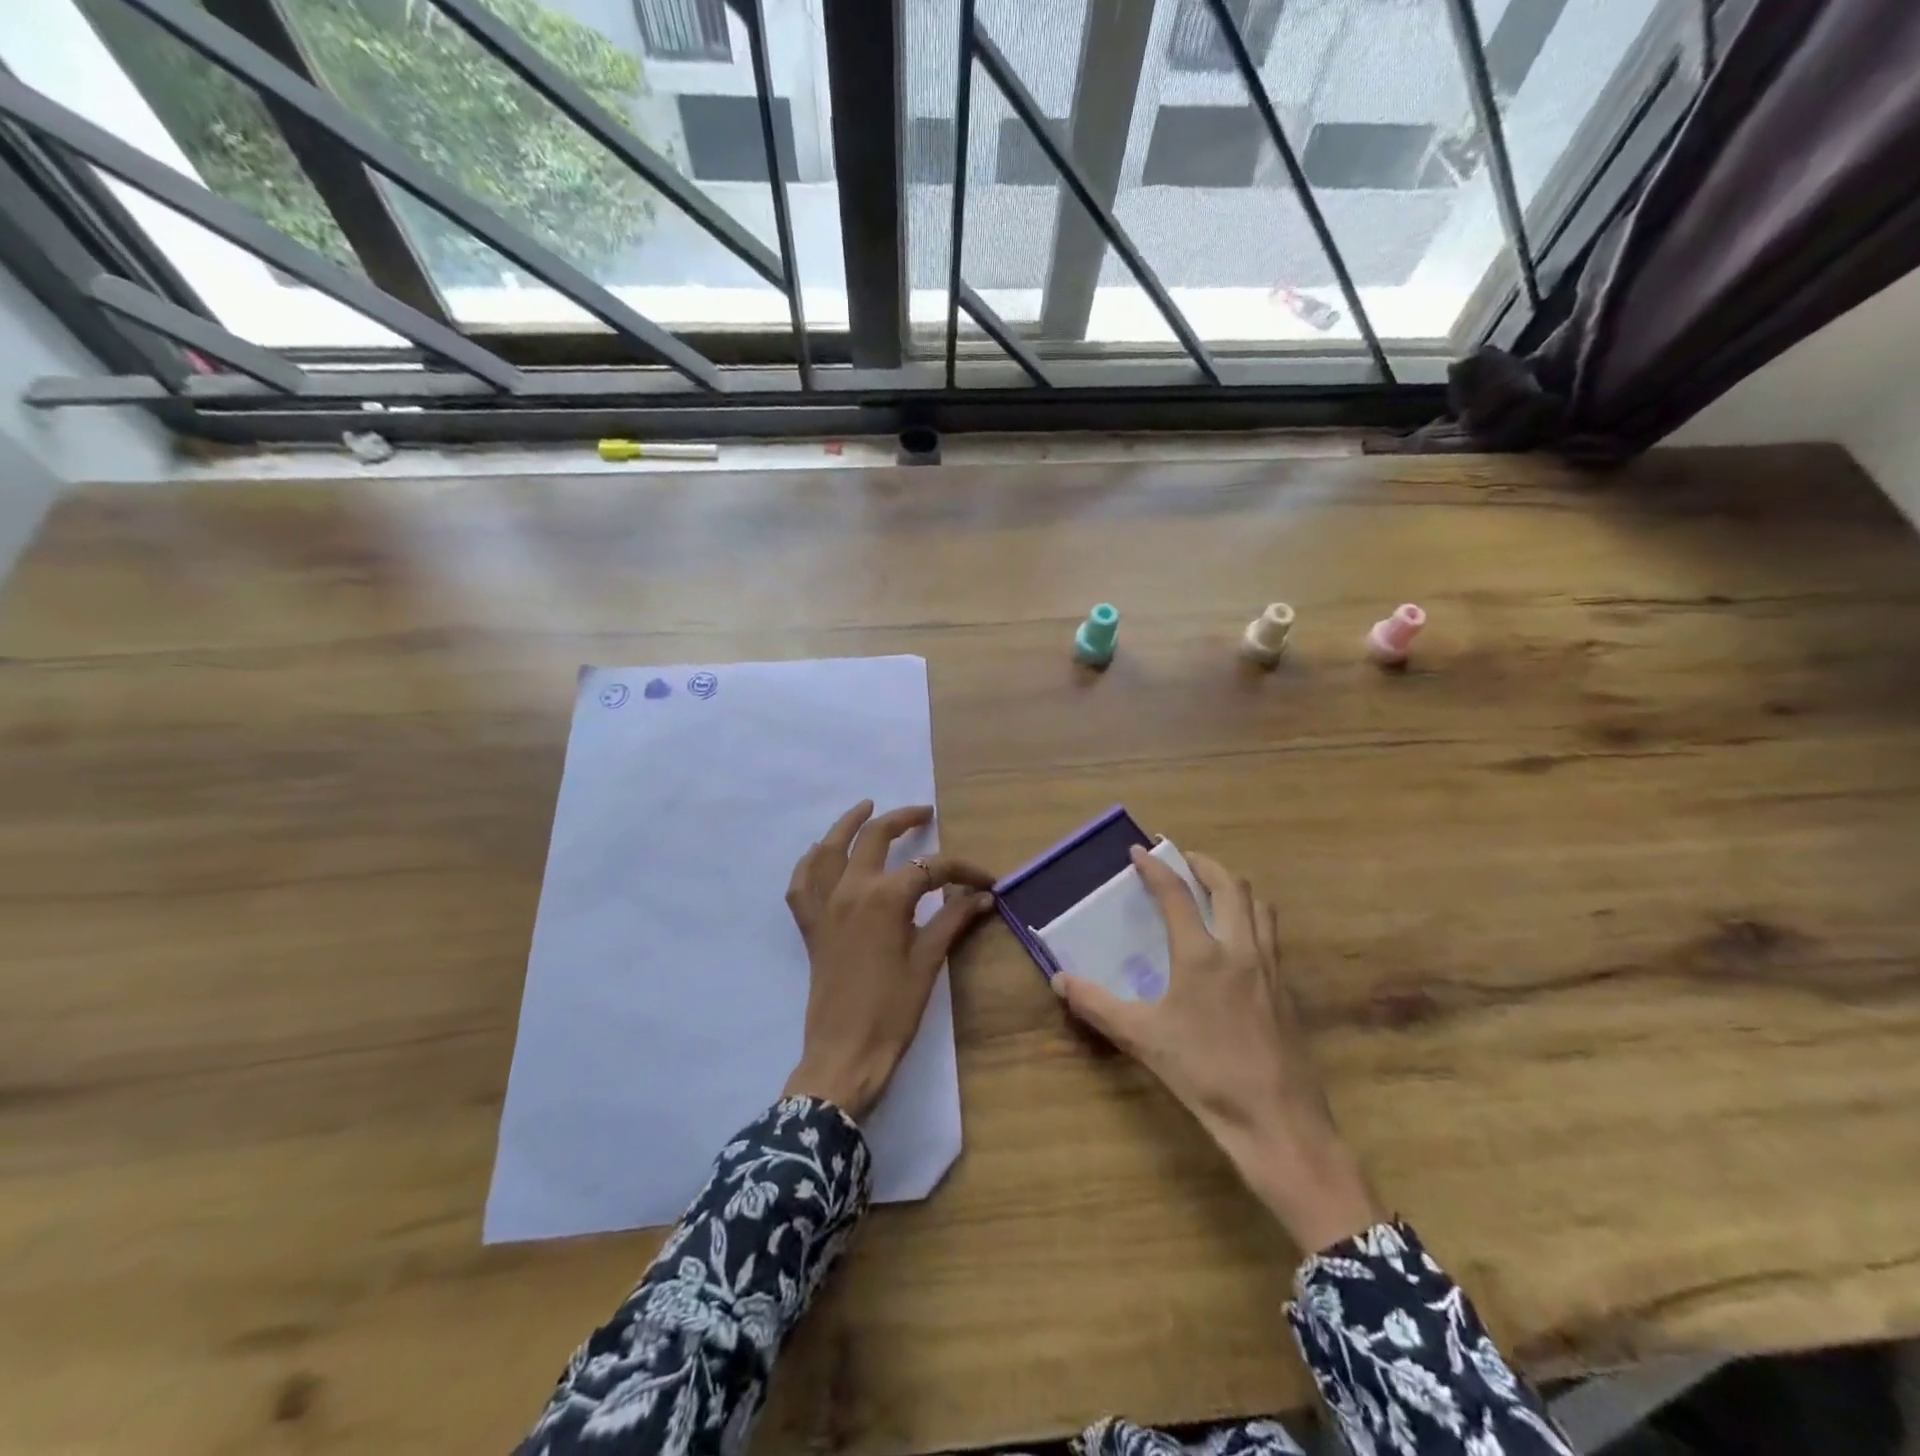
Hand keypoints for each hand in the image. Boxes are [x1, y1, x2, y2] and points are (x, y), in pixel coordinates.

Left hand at [782, 800, 995, 1121]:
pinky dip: (810, 863)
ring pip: (831, 849)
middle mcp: (851, 890)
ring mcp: (825, 905)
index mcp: (886, 897)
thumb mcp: (929, 961)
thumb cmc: (894, 1009)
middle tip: (925, 814)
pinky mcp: (811, 926)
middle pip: (876, 838)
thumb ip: (953, 920)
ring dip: (849, 824)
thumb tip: (982, 896)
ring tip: (867, 808)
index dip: (962, 869)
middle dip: (903, 820)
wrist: (845, 1053)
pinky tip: (821, 853)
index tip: (986, 880)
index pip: (931, 868)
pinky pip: (802, 884)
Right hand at [1053, 847, 1381, 1253]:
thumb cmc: (1205, 1074)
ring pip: (1259, 905)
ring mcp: (1269, 968)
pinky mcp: (1286, 989)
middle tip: (1183, 860)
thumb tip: (1060, 980)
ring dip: (1234, 886)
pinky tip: (1237, 941)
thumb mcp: (1142, 1039)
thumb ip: (1097, 1005)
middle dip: (1204, 865)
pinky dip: (1252, 917)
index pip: (1176, 894)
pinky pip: (1270, 934)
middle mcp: (1240, 949)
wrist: (1278, 1120)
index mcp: (1202, 955)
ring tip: (1213, 889)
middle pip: (1229, 885)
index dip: (1155, 867)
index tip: (1138, 851)